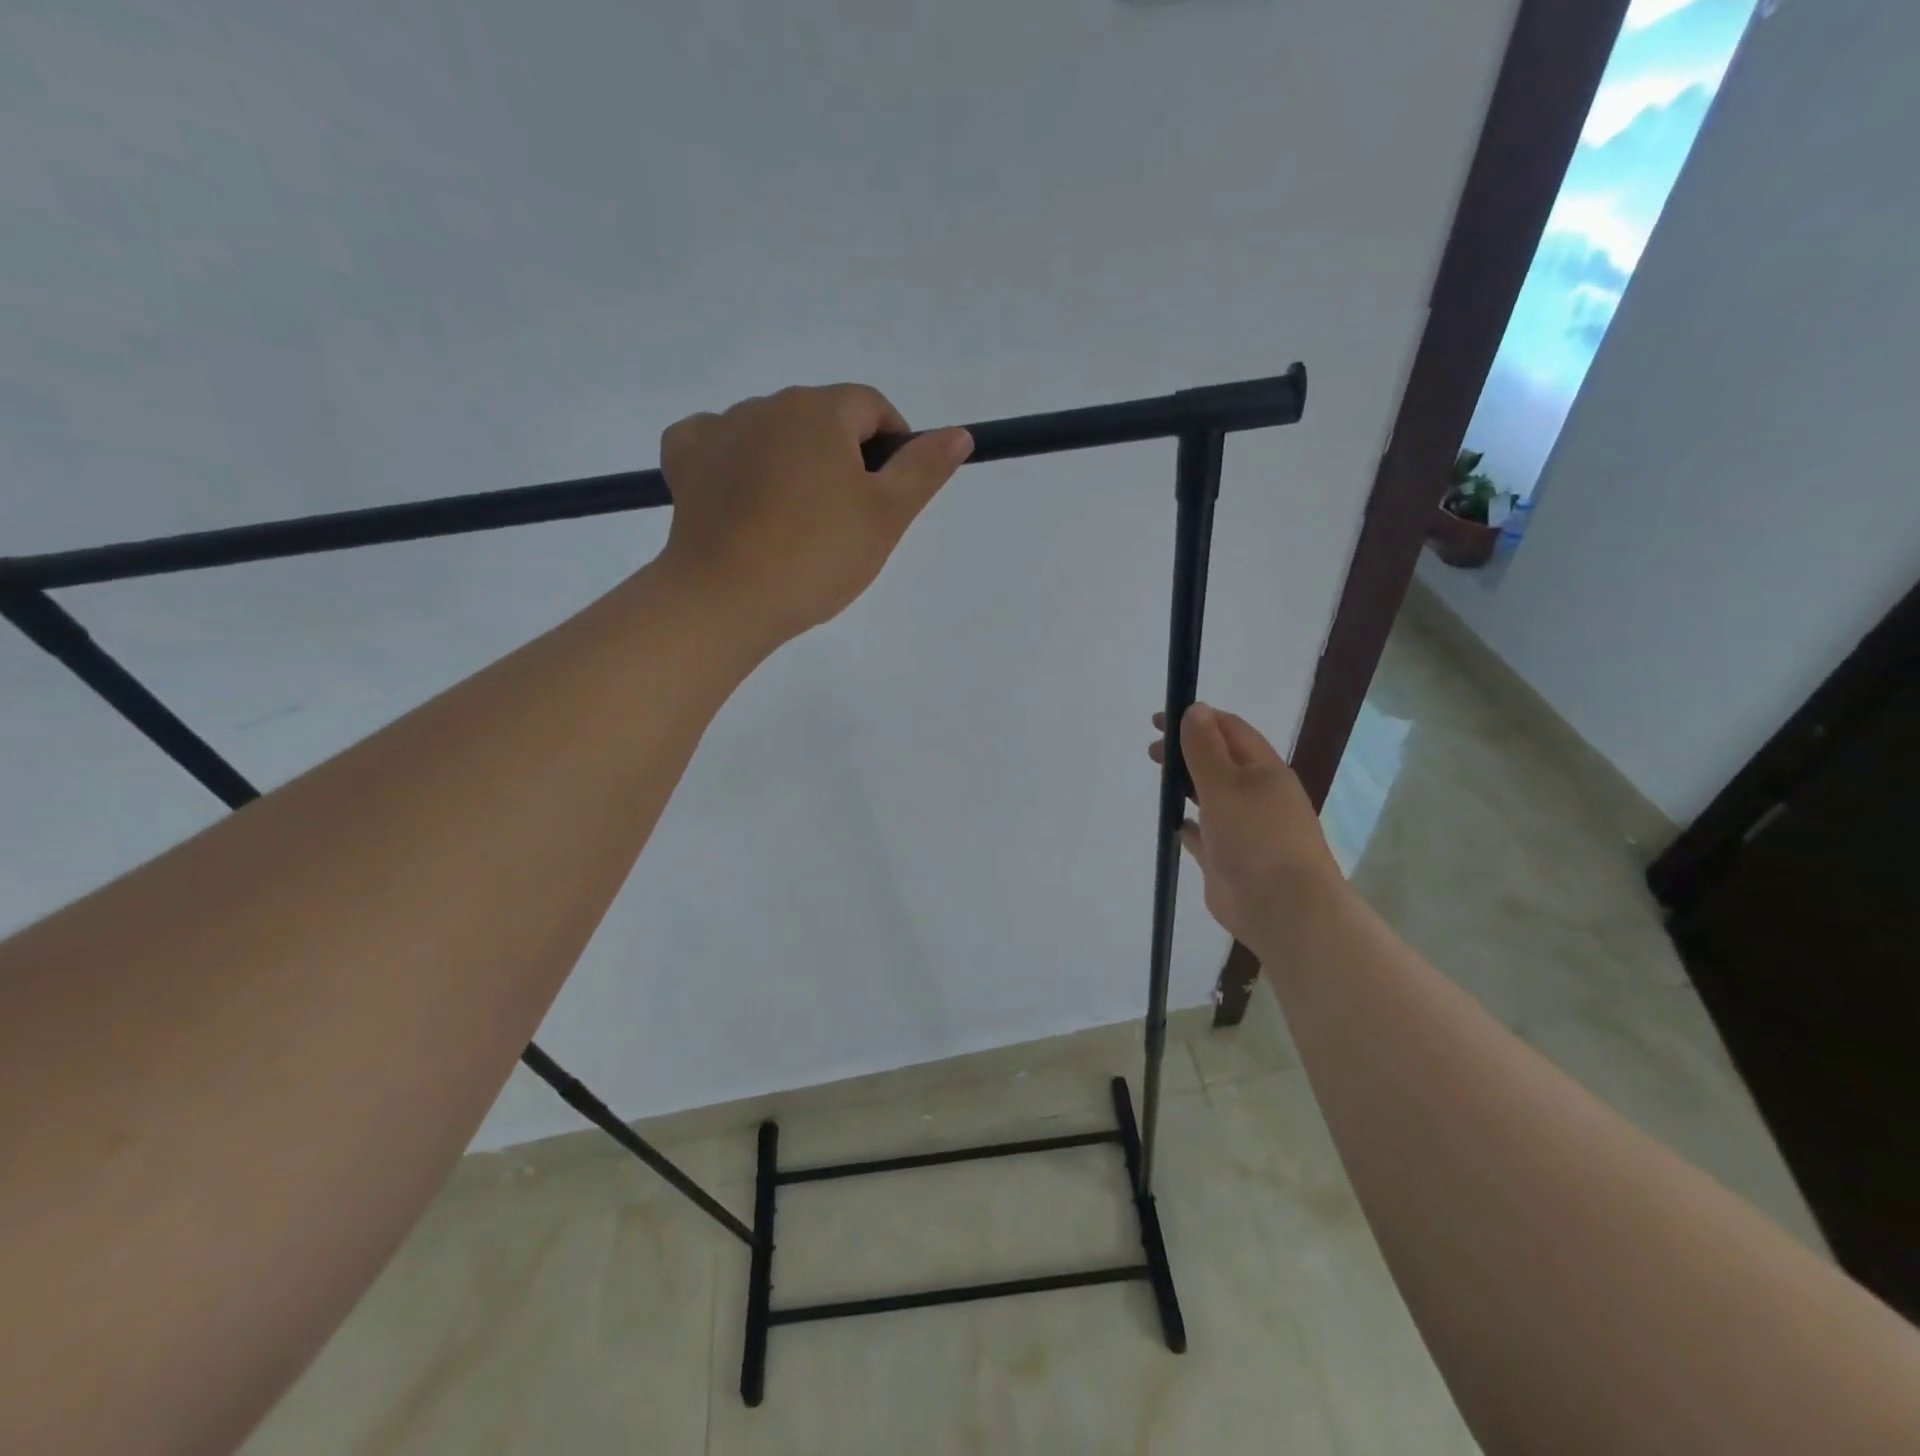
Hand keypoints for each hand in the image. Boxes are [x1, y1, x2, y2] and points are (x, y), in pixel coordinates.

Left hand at [657, 384, 972, 646]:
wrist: (727, 599)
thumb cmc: (817, 557)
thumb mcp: (886, 517)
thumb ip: (923, 469)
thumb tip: (959, 433)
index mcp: (820, 411)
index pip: (872, 407)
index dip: (892, 445)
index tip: (889, 496)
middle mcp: (767, 404)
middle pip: (822, 418)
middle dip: (842, 457)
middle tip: (845, 521)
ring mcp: (720, 428)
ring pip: (773, 432)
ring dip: (793, 461)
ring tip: (795, 522)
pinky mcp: (686, 460)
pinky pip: (719, 443)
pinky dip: (736, 461)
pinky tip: (744, 495)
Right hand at [1149, 702, 1346, 949]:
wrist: (1282, 907)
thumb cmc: (1255, 836)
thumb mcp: (1225, 784)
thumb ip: (1205, 748)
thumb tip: (1195, 708)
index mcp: (1264, 770)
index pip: (1230, 730)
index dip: (1196, 719)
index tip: (1160, 721)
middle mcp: (1257, 795)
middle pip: (1220, 762)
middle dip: (1188, 751)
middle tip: (1153, 752)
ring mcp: (1245, 829)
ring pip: (1213, 797)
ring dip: (1188, 784)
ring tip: (1161, 781)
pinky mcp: (1230, 859)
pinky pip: (1206, 834)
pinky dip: (1190, 823)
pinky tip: (1174, 822)